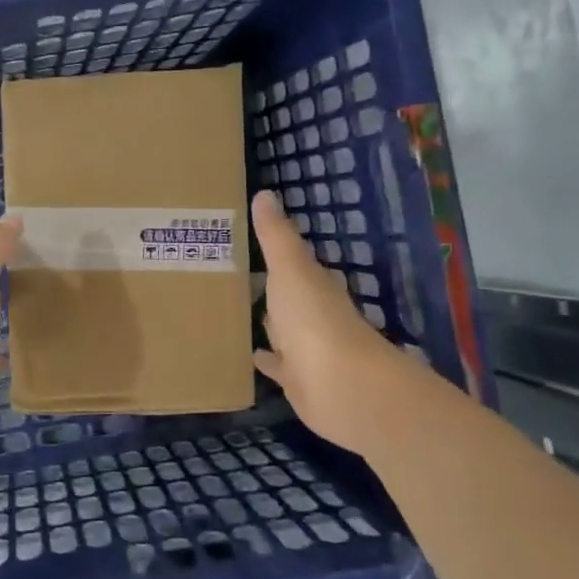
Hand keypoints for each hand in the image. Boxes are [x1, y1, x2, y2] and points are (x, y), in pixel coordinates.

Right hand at [250, 190, 392, 452]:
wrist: (341, 385)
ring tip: (237, 312)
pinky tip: (251, 355)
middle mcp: (314, 315)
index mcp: (314, 285)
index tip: (251, 242)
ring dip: (269, 323)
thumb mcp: (290, 269)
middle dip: (270, 288)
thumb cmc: (314, 319)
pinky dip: (267, 360)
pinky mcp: (298, 381)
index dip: (278, 253)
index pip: (296, 264)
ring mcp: (308, 349)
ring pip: (284, 330)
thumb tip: (265, 193)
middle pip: (290, 297)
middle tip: (237, 275)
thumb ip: (276, 235)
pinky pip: (278, 365)